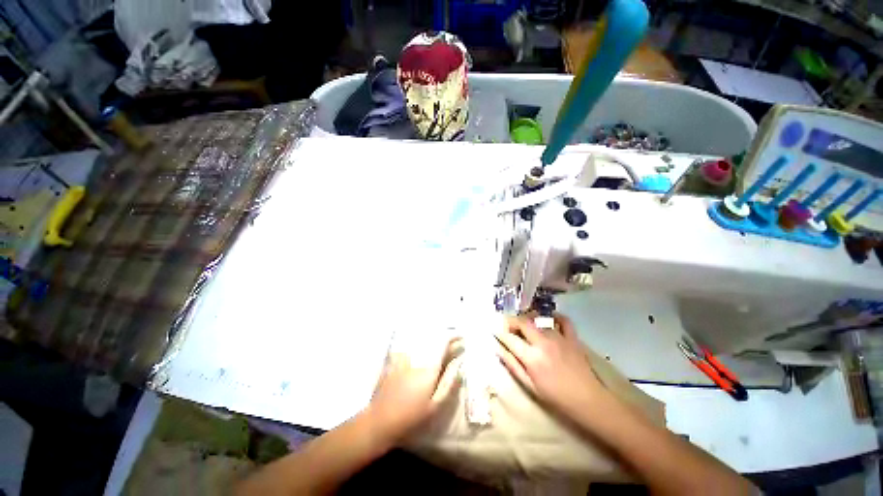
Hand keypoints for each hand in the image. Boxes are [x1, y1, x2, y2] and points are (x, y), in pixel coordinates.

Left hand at [366, 336, 461, 442]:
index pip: (443, 344)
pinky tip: (418, 351)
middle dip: (444, 340)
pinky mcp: (393, 361)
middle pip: (432, 341)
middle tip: (451, 346)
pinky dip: (417, 346)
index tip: (460, 338)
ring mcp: (404, 358)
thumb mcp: (434, 406)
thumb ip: (448, 384)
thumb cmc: (411, 416)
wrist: (380, 421)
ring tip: (437, 346)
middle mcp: (417, 358)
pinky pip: (409, 348)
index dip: (453, 338)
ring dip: (431, 341)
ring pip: (421, 343)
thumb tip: (459, 367)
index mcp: (429, 369)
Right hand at [495, 313, 604, 416]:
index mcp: (532, 357)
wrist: (588, 400)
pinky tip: (549, 319)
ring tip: (526, 328)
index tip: (495, 331)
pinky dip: (555, 317)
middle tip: (508, 327)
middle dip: (511, 321)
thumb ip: (513, 365)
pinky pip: (563, 320)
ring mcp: (559, 337)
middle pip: (522, 322)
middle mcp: (543, 342)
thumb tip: (498, 349)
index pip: (510, 338)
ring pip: (539, 321)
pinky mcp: (572, 337)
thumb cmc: (556, 397)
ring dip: (529, 322)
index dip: (500, 333)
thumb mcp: (530, 385)